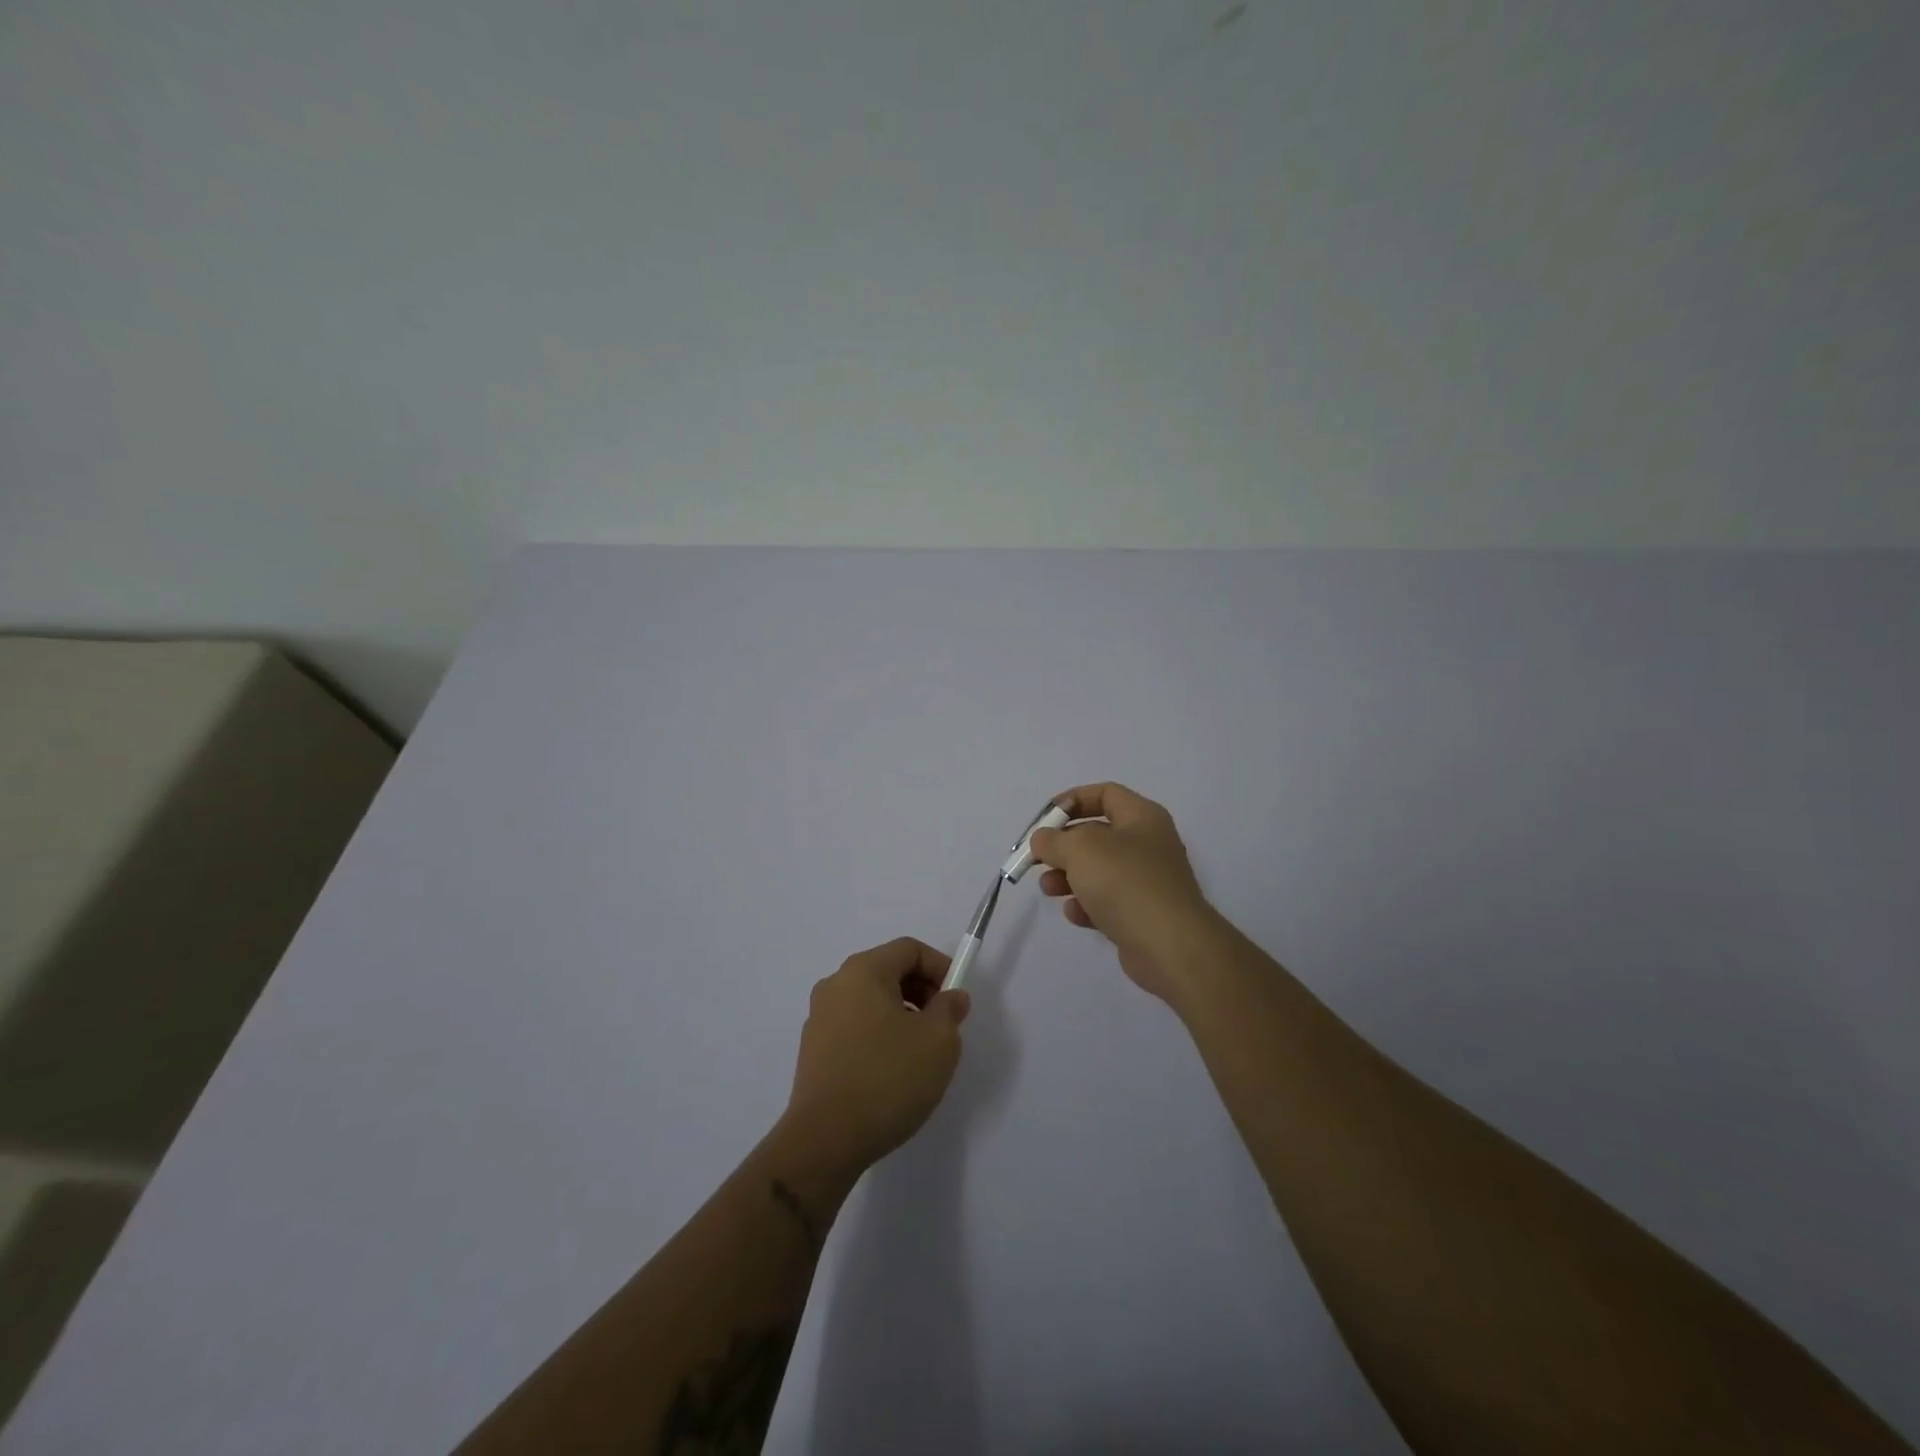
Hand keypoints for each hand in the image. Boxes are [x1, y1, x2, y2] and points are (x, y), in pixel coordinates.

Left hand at [781, 937, 970, 1176]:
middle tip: (942, 1026)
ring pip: (871, 1001)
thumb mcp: (938, 1041)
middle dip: (921, 991)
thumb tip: (950, 998)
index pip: (909, 949)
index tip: (956, 1000)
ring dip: (901, 1015)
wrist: (825, 1140)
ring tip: (919, 1053)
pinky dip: (878, 1035)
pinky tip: (891, 1072)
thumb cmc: (887, 1078)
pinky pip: (854, 1027)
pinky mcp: (812, 1050)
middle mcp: (835, 985)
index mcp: (863, 971)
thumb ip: (950, 1010)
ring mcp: (819, 1018)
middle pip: (887, 971)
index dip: (940, 967)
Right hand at [1031, 782, 1217, 1003]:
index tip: (1044, 820)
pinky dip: (1087, 905)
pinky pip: (1107, 902)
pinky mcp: (1142, 914)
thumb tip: (1043, 840)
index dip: (1072, 800)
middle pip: (1097, 834)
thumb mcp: (1080, 849)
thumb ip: (1053, 839)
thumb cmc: (1125, 883)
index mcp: (1141, 817)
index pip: (1105, 794)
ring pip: (1099, 870)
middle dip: (1063, 846)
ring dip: (1068, 877)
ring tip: (1048, 888)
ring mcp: (1147, 881)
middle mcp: (1148, 844)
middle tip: (1038, 858)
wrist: (1170, 946)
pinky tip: (1075, 914)